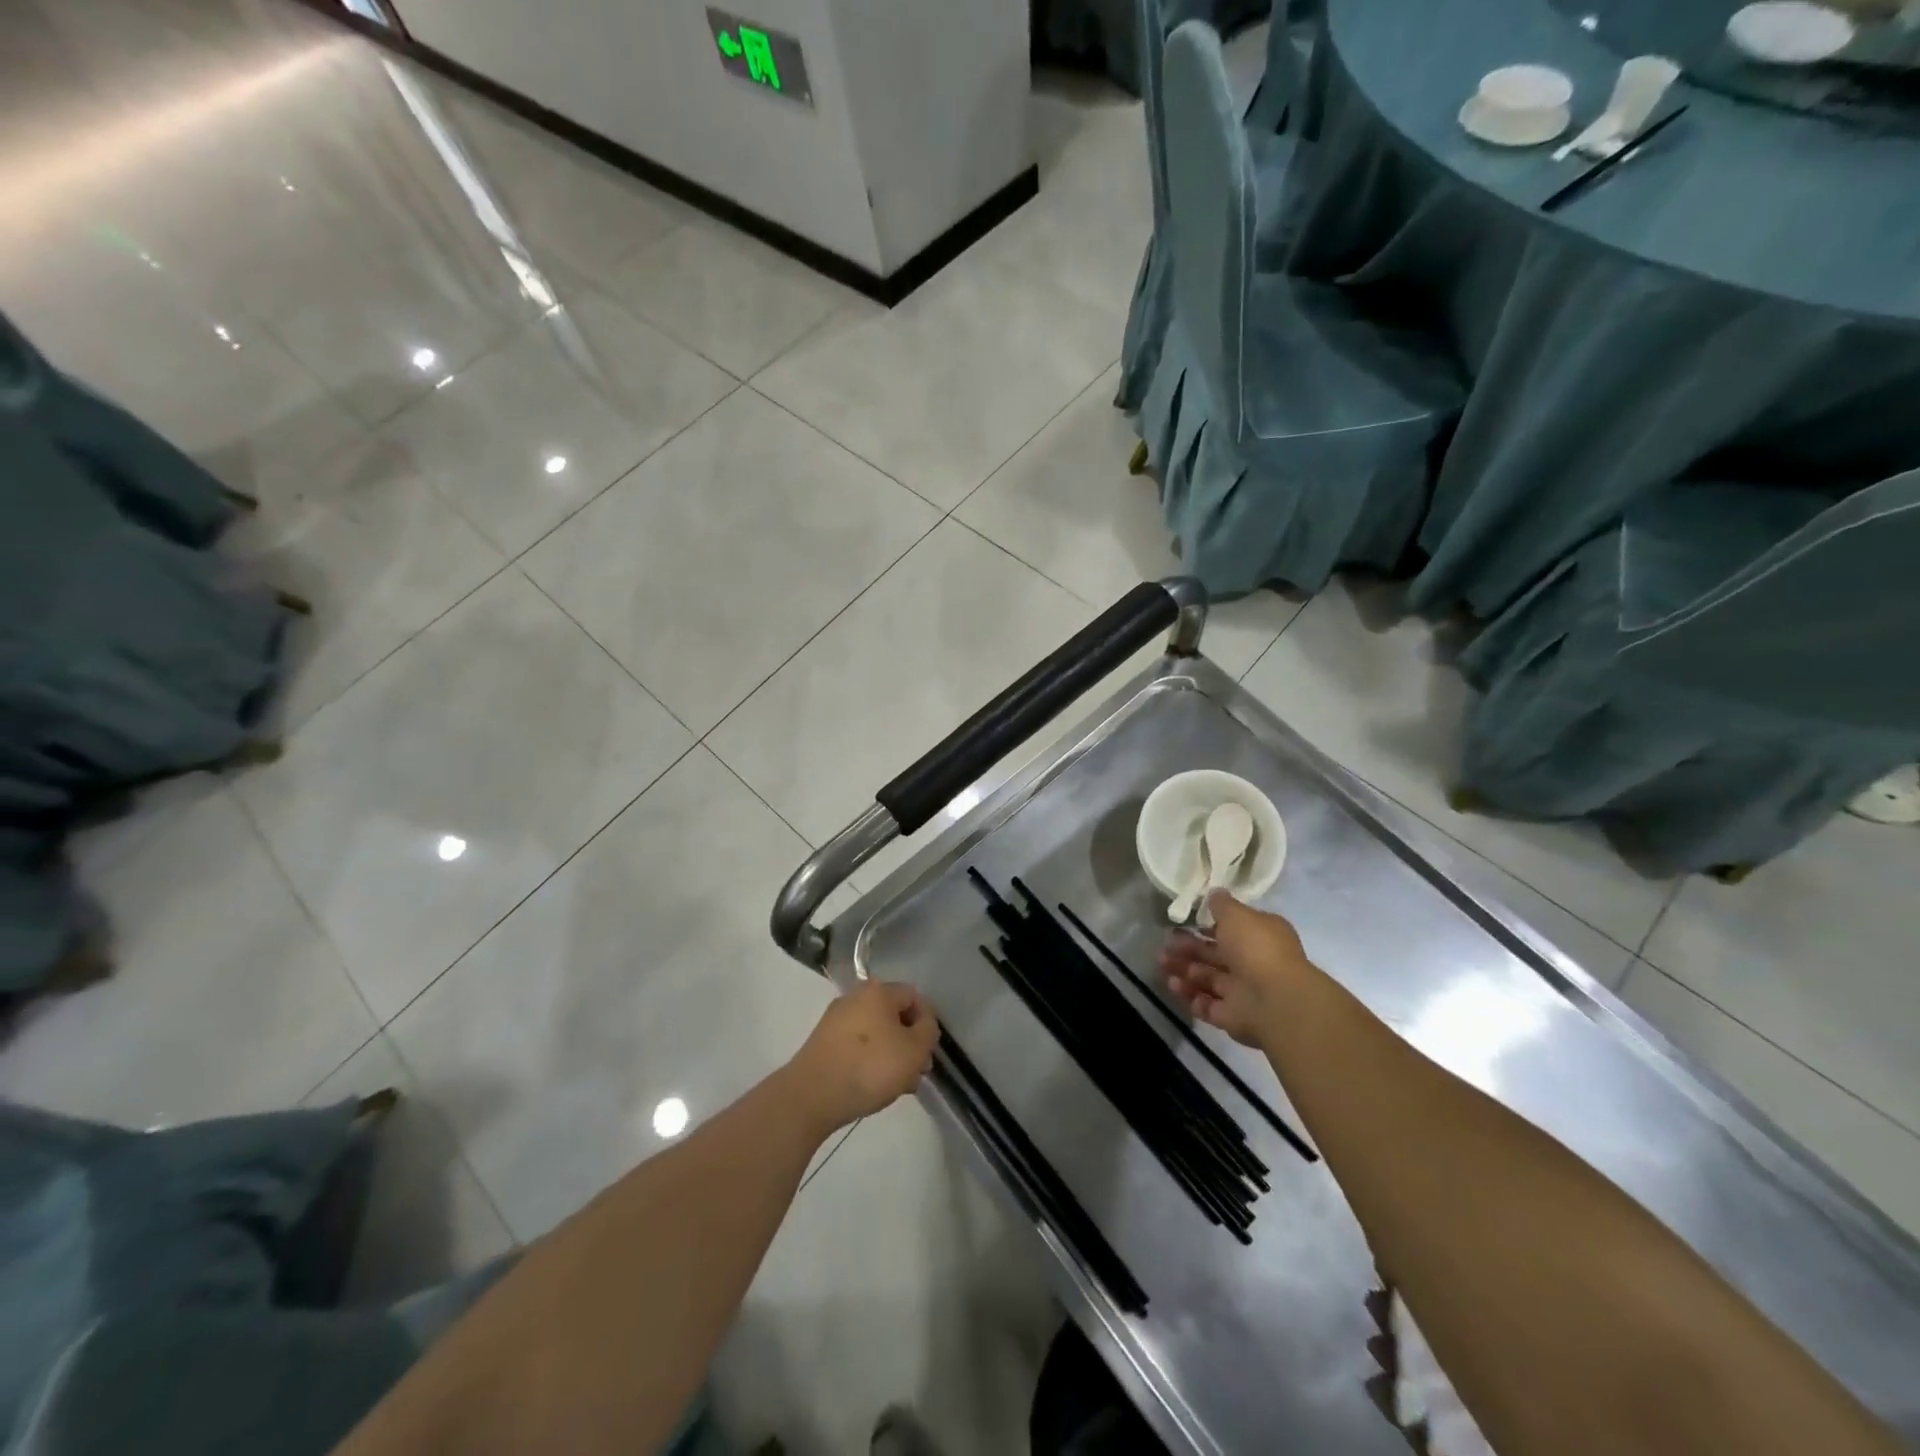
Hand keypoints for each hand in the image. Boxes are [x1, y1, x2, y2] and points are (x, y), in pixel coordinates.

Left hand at [785, 979, 938, 1134]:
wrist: (812, 1095)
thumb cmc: (870, 1067)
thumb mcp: (914, 1050)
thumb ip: (928, 1031)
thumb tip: (923, 1023)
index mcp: (878, 991)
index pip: (914, 996)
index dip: (927, 1022)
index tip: (928, 1052)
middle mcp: (855, 997)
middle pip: (893, 1015)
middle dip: (909, 1043)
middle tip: (916, 1072)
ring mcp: (835, 1020)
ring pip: (876, 1033)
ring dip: (892, 1055)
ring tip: (898, 1087)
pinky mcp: (823, 1042)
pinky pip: (856, 1046)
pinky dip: (869, 1062)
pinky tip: (874, 1087)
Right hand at [1158, 892, 1315, 1047]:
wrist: (1276, 1000)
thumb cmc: (1256, 948)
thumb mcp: (1237, 915)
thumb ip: (1222, 904)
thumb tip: (1215, 893)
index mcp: (1260, 937)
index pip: (1232, 929)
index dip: (1208, 926)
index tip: (1185, 922)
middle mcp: (1252, 963)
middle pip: (1215, 955)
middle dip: (1188, 948)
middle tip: (1166, 944)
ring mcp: (1243, 992)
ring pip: (1208, 979)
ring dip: (1184, 970)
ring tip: (1162, 963)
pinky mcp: (1232, 1017)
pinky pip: (1206, 1004)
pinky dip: (1189, 995)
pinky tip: (1173, 984)